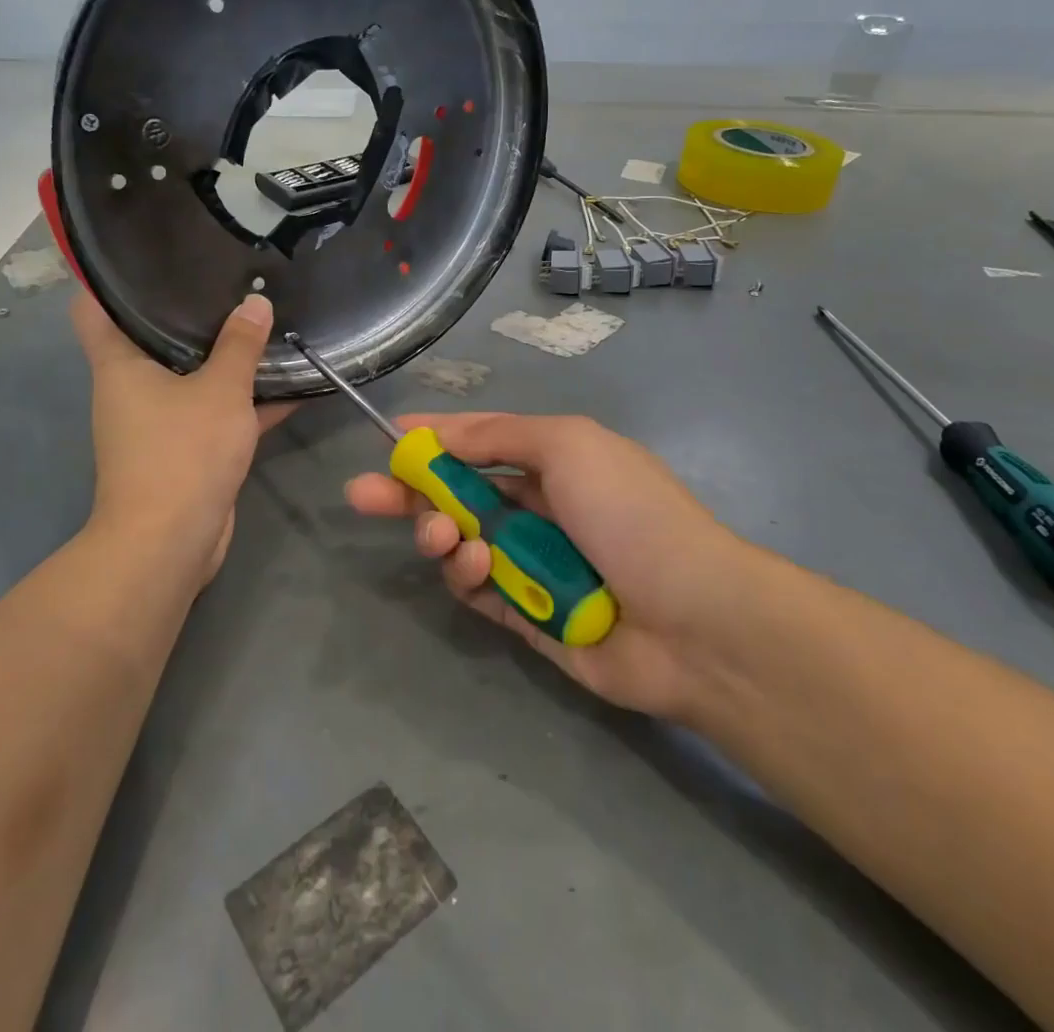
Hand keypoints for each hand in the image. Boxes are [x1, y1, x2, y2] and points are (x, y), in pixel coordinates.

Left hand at [71, 287, 290, 584]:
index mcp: (119, 365)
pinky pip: (218, 412)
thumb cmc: (182, 452)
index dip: (110, 280)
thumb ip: (240, 345)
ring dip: (225, 358)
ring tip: (264, 319)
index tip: (144, 254)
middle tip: (227, 277)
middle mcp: (133, 389)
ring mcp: (161, 422)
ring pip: (194, 377)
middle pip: (154, 338)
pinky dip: (248, 401)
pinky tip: (292, 383)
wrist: (172, 543)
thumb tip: (255, 302)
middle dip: (189, 312)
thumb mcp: (219, 390)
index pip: (94, 309)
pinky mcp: (189, 450)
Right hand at [345, 413, 756, 722]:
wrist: (692, 620)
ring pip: (462, 543)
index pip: (479, 441)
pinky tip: (478, 568)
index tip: (386, 438)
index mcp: (554, 460)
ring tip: (445, 539)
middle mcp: (540, 508)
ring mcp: (533, 564)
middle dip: (411, 491)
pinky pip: (479, 592)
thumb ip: (497, 436)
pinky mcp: (528, 617)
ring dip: (442, 535)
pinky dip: (468, 577)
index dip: (434, 438)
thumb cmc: (627, 513)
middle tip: (361, 495)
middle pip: (458, 494)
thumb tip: (439, 432)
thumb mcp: (566, 444)